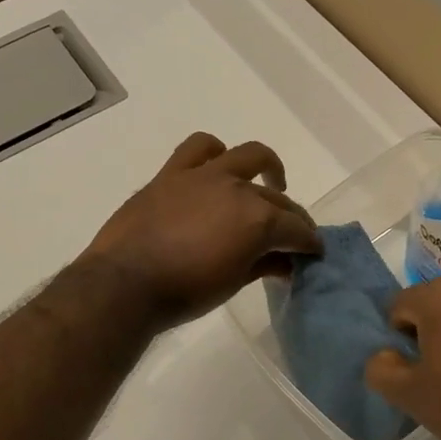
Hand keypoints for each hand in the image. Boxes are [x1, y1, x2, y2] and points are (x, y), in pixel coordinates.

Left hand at [80, 132, 320, 330]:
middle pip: (277, 199)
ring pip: (247, 155)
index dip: (309, 242)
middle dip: (293, 216)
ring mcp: (205, 176)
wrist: (125, 283)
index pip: (296, 230)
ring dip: (265, 166)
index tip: (314, 252)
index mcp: (258, 220)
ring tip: (269, 182)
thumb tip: (286, 262)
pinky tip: (218, 164)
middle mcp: (238, 189)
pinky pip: (199, 147)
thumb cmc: (184, 292)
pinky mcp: (173, 173)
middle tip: (295, 234)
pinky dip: (214, 151)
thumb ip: (263, 265)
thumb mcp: (233, 283)